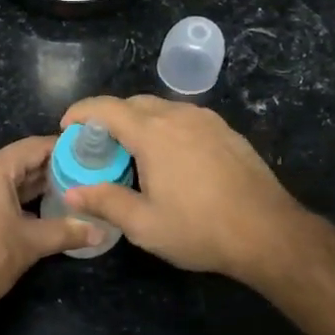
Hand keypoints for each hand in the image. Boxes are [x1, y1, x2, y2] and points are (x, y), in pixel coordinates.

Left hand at [0, 135, 97, 321]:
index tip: (88, 155)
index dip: (63, 150)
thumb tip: (101, 232)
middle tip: (82, 179)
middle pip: (17, 161)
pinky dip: (8, 197)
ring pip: (1, 178)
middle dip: (48, 171)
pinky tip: (30, 212)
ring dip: (29, 186)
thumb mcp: (30, 244)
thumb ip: (67, 232)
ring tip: (63, 195)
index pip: (34, 147)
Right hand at [59, 96, 308, 281]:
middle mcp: (179, 116)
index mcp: (153, 133)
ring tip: (131, 151)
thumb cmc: (200, 229)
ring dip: (139, 121)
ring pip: (162, 108)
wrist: (268, 231)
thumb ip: (105, 202)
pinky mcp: (227, 131)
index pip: (106, 108)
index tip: (66, 127)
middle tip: (97, 146)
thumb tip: (71, 192)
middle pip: (134, 103)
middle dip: (109, 117)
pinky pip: (186, 119)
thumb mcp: (144, 224)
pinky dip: (166, 128)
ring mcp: (207, 120)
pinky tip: (170, 157)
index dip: (81, 112)